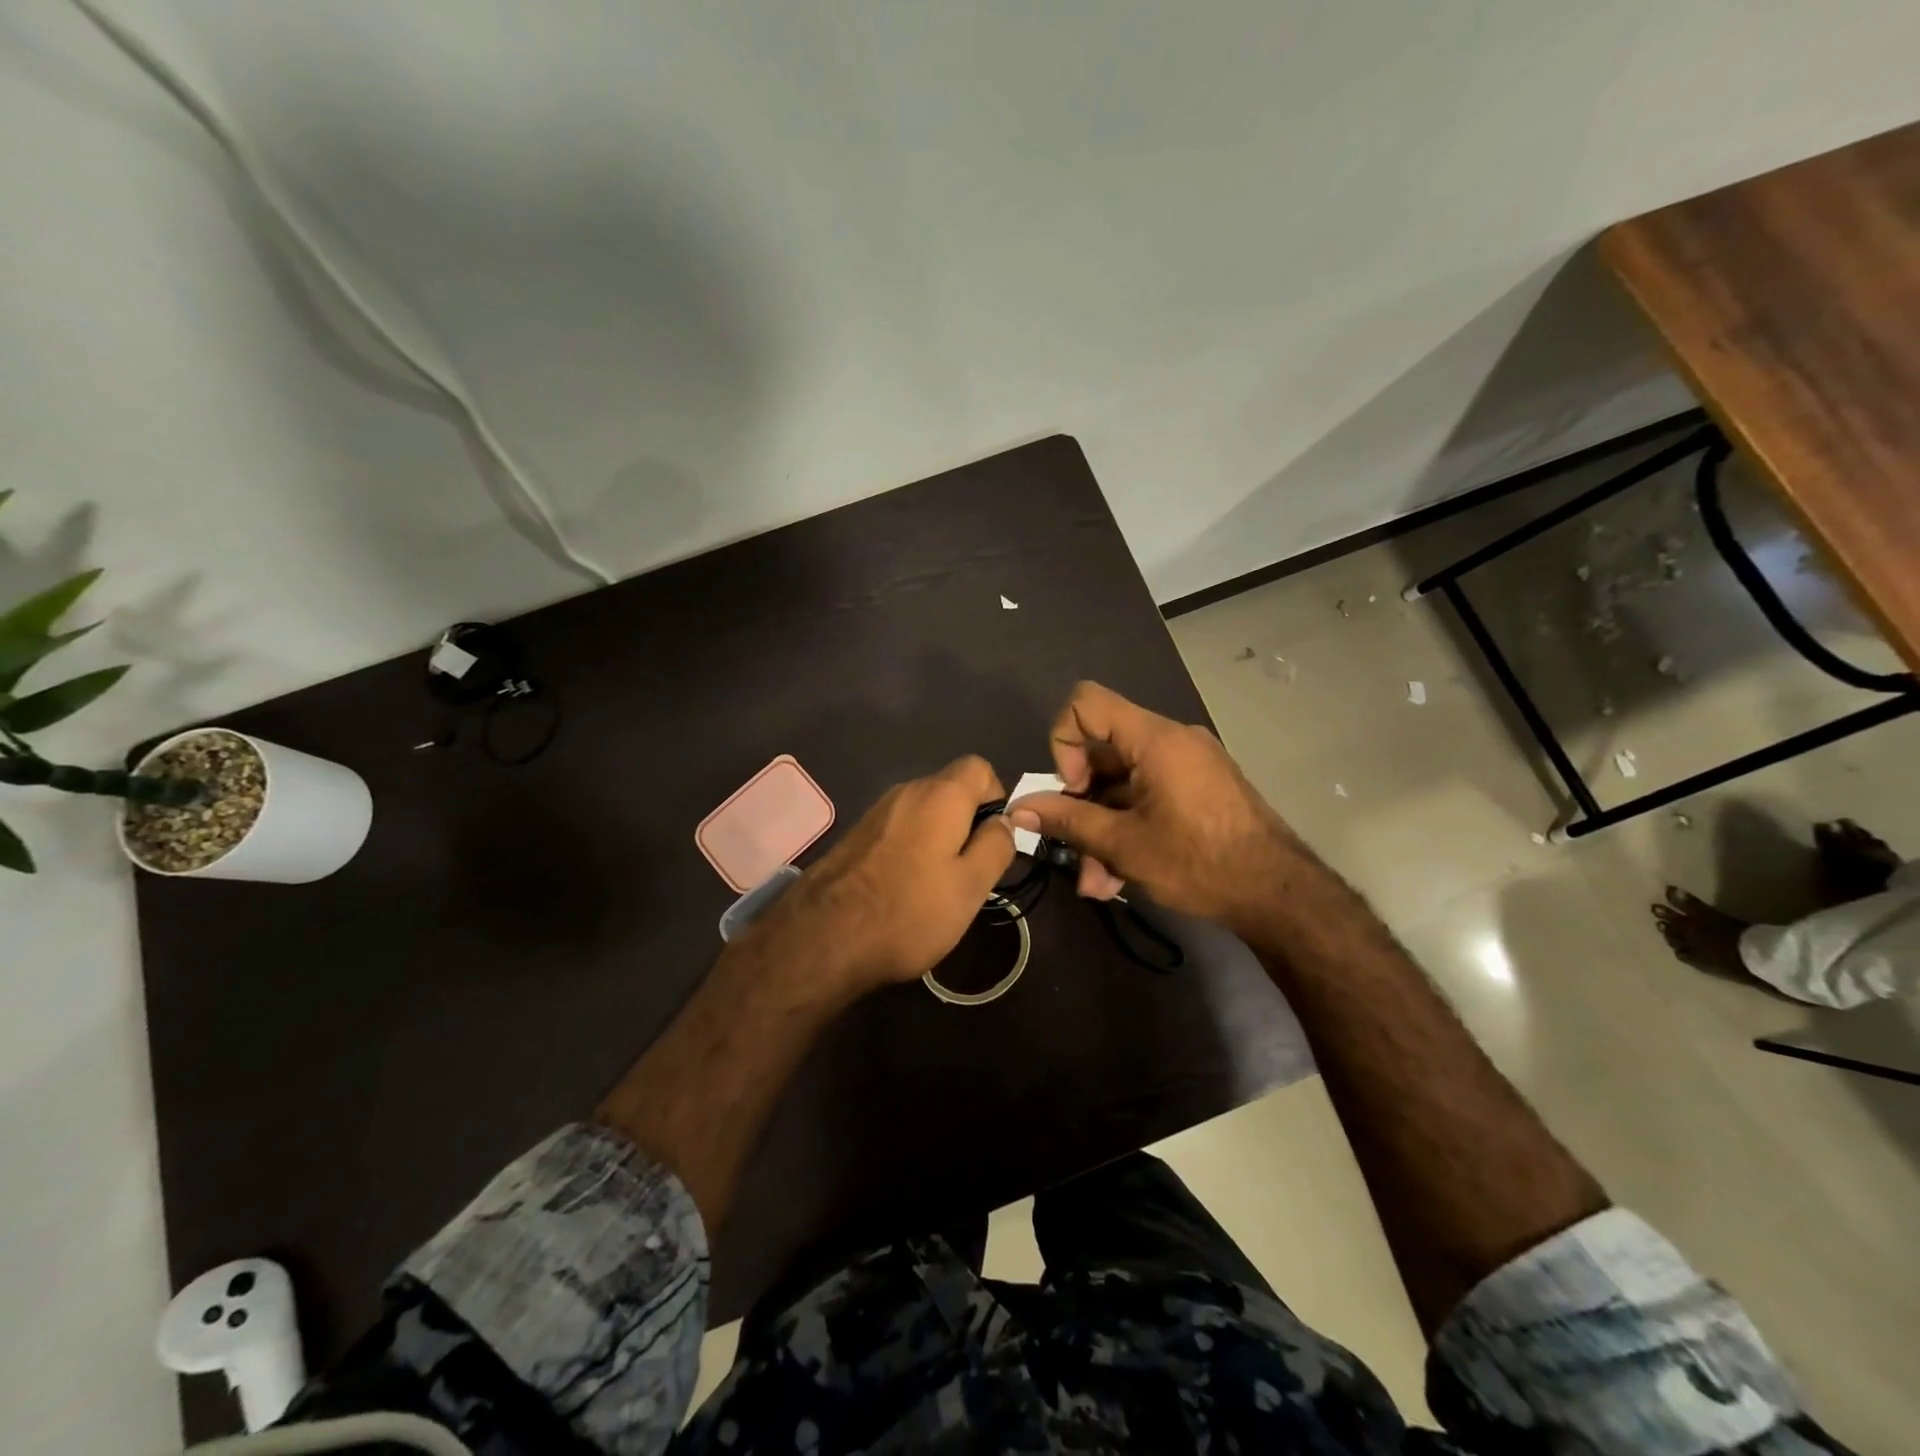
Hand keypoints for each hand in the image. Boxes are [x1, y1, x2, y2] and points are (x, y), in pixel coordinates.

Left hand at [744, 755, 1014, 997]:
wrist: (822, 938)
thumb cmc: (909, 910)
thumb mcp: (971, 886)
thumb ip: (996, 846)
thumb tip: (1005, 820)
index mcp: (940, 795)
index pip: (980, 767)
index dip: (996, 797)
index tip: (995, 839)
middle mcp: (906, 791)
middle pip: (950, 790)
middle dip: (968, 822)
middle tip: (971, 871)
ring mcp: (876, 813)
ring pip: (923, 812)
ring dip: (939, 839)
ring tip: (938, 886)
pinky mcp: (855, 836)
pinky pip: (898, 830)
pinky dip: (911, 849)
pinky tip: (904, 889)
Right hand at [1008, 681, 1297, 933]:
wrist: (1280, 895)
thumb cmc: (1199, 862)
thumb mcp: (1124, 845)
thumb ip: (1067, 821)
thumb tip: (1019, 809)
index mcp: (1155, 739)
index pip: (1086, 702)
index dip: (1063, 741)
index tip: (1074, 790)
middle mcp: (1172, 740)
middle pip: (1102, 752)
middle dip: (1080, 804)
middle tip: (1074, 851)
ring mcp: (1188, 765)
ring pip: (1122, 784)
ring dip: (1101, 829)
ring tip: (1096, 882)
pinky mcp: (1198, 788)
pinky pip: (1147, 795)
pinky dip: (1127, 827)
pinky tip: (1119, 876)